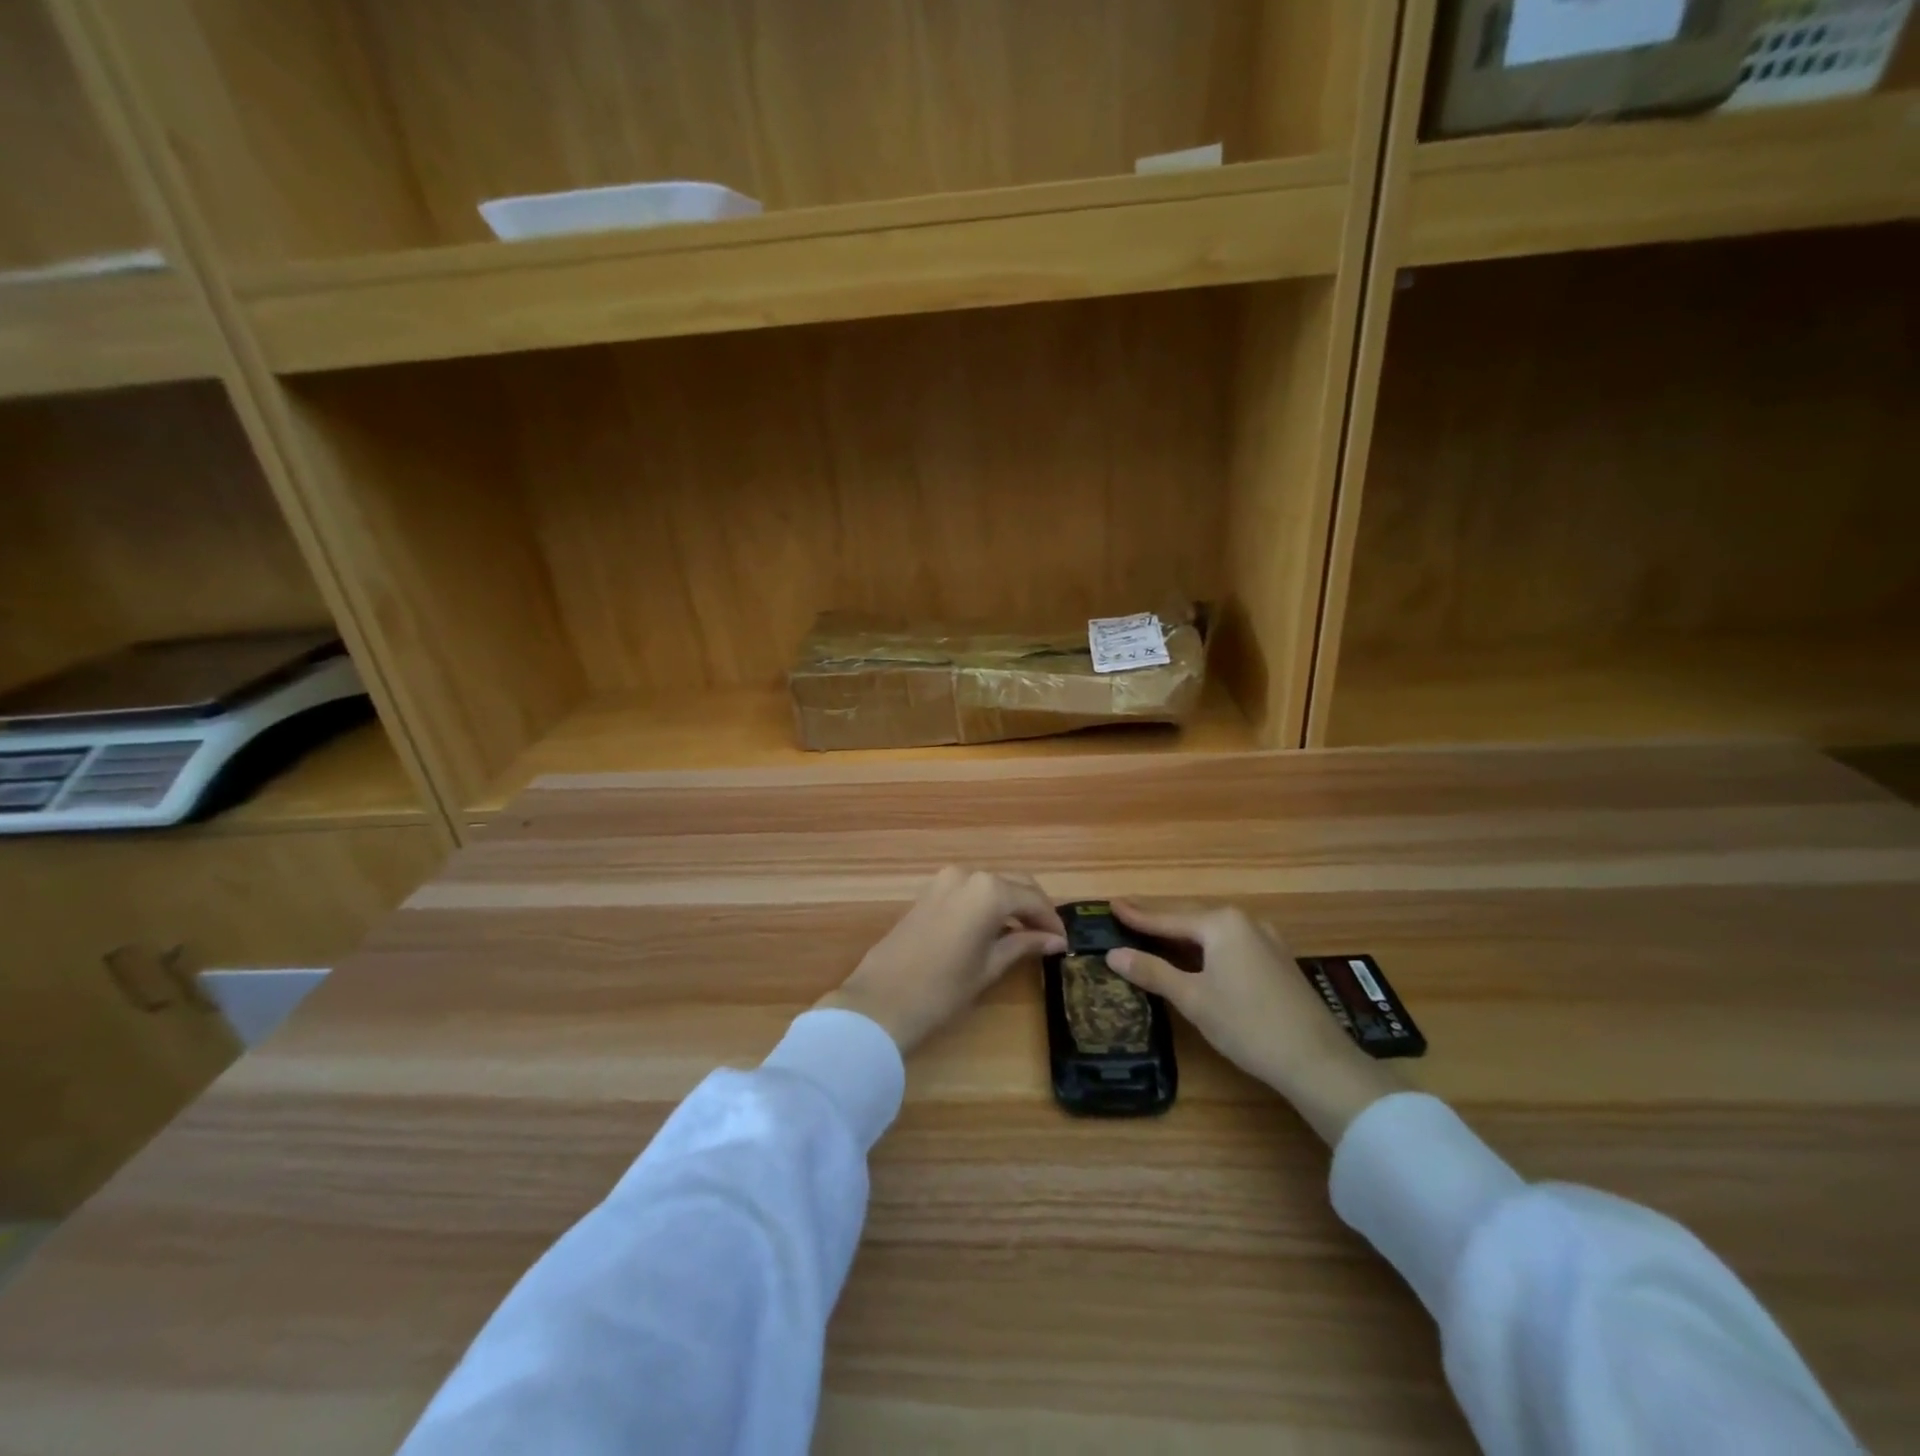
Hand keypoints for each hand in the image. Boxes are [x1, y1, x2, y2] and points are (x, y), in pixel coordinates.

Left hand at [820, 867, 1067, 1054]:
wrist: (882, 1000)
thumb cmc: (943, 989)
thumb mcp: (990, 966)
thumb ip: (1024, 945)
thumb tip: (1055, 940)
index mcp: (989, 890)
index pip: (1033, 899)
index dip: (1051, 920)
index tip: (1064, 942)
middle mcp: (968, 875)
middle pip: (1013, 885)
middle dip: (1033, 908)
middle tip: (1049, 937)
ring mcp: (944, 880)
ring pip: (990, 885)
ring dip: (1010, 905)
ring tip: (1025, 935)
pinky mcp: (929, 893)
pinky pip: (969, 891)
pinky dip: (987, 904)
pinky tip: (994, 929)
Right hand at [1105, 900, 1403, 1143]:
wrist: (1317, 1061)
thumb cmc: (1247, 1025)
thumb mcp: (1193, 999)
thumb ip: (1153, 971)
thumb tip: (1113, 954)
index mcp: (1221, 923)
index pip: (1167, 917)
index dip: (1137, 915)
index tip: (1111, 904)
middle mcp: (1244, 921)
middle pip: (1190, 917)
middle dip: (1158, 919)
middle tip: (1127, 916)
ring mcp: (1265, 939)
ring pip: (1212, 930)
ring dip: (1182, 932)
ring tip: (1154, 932)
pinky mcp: (1277, 959)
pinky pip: (1230, 942)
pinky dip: (1205, 945)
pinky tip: (1197, 954)